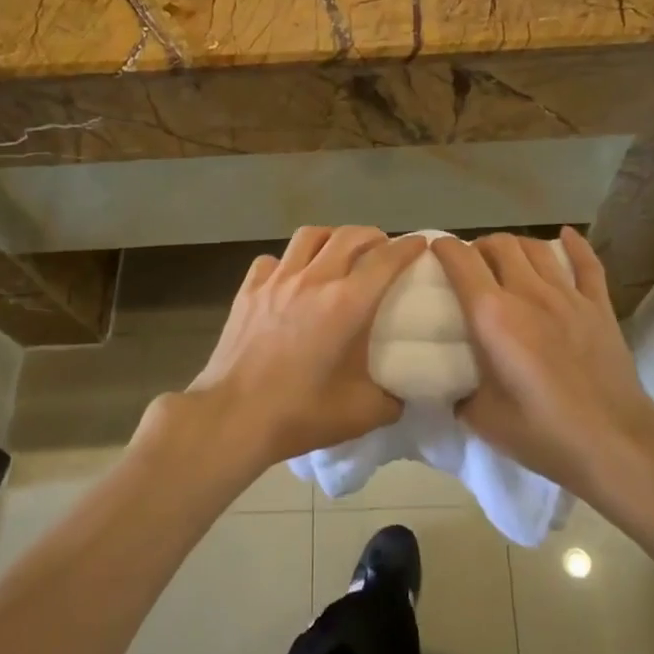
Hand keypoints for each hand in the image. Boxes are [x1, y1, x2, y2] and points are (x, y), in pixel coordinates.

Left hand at [172, 226, 427, 472]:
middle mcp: (314, 280)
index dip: (408, 247)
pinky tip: (290, 279)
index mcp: (347, 303)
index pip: (386, 260)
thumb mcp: (362, 414)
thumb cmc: (300, 413)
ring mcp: (277, 280)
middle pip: (349, 235)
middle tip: (382, 249)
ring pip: (310, 236)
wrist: (233, 418)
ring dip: (332, 238)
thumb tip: (402, 393)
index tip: (420, 244)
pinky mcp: (248, 290)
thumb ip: (392, 399)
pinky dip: (287, 262)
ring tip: (339, 253)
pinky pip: (272, 260)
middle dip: (373, 236)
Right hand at [434, 228, 653, 502]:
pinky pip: (587, 263)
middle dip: (480, 246)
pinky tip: (566, 236)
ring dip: (516, 245)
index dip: (444, 249)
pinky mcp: (599, 307)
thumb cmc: (543, 433)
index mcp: (493, 316)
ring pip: (537, 248)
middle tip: (472, 263)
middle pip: (500, 245)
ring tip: (508, 257)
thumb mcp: (482, 419)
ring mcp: (568, 296)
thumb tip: (455, 386)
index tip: (435, 250)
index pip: (461, 262)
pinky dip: (574, 245)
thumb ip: (461, 393)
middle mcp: (528, 293)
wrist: (614, 444)